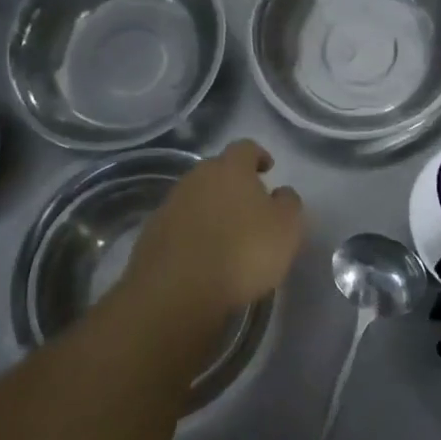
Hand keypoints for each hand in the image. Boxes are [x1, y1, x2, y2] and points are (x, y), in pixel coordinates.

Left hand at [128, 140, 303, 315]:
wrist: (176, 291)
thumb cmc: (243, 252)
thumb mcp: (286, 228)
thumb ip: (288, 203)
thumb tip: (281, 193)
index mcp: (230, 168)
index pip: (246, 148)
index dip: (258, 156)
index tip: (268, 169)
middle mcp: (197, 177)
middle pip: (217, 171)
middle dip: (233, 184)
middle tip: (249, 206)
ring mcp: (170, 204)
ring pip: (197, 198)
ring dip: (211, 209)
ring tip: (226, 236)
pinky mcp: (152, 234)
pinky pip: (179, 225)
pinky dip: (192, 233)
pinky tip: (202, 257)